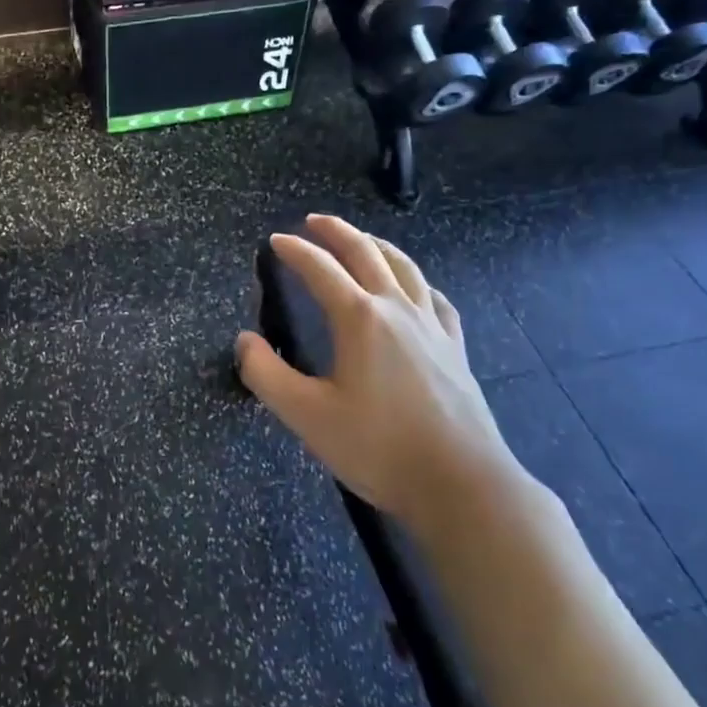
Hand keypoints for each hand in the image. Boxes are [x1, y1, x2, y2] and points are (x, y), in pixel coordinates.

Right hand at [236, 214, 519, 525]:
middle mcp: (397, 310)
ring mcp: (432, 327)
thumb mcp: (307, 416)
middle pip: (365, 254)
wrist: (462, 485)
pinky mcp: (456, 349)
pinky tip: (416, 289)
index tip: (274, 241)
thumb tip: (244, 340)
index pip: (320, 269)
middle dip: (336, 232)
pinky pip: (434, 299)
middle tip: (314, 221)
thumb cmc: (379, 448)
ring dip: (377, 246)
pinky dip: (417, 282)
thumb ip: (266, 374)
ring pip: (404, 268)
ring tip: (362, 239)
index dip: (294, 251)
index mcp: (359, 318)